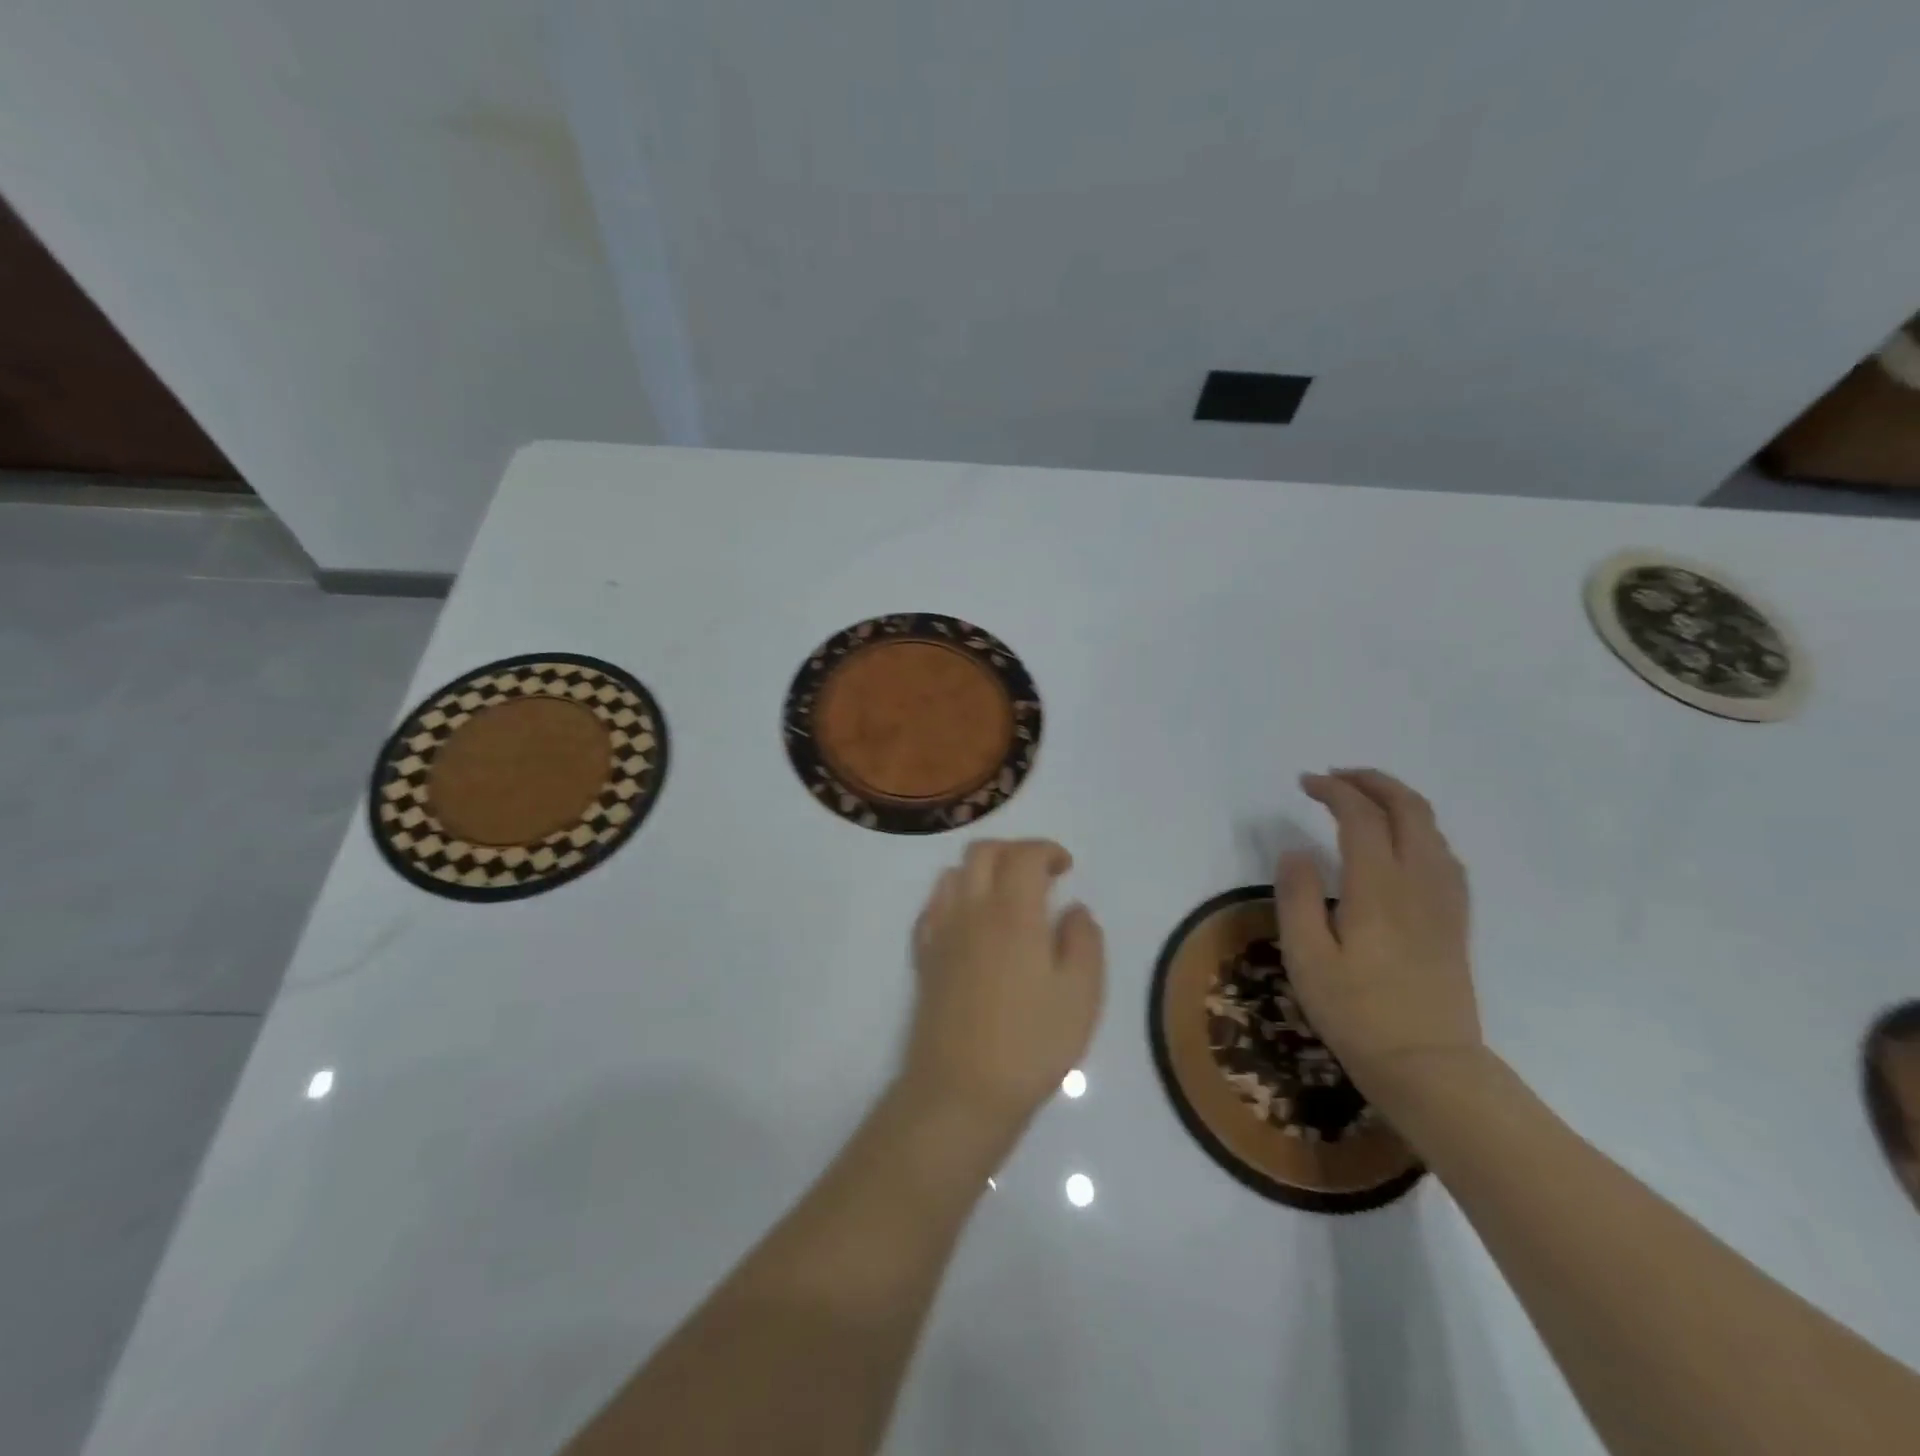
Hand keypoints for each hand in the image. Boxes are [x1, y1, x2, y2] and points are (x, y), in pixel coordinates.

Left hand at [901, 840, 1105, 1133]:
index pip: (1024, 855)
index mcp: (1013, 912)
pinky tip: (972, 924)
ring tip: (1007, 897)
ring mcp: (941, 932)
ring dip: (982, 871)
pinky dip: (955, 898)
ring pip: (953, 873)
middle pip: (983, 852)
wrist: (962, 1090)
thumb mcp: (1081, 995)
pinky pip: (934, 907)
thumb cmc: (1031, 1043)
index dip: (1047, 850)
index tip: (1066, 867)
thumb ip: (1084, 941)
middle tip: (1040, 875)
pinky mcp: (924, 957)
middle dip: (1014, 851)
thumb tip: (1074, 909)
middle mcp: (972, 910)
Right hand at [1275, 769, 1482, 1112]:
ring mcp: (1445, 901)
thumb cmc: (1357, 1014)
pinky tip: (1402, 844)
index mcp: (1378, 887)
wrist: (1429, 1067)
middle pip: (1409, 809)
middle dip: (1372, 782)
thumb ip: (1297, 897)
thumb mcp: (1307, 958)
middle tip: (1336, 778)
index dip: (1333, 791)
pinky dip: (1420, 830)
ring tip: (1364, 800)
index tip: (1304, 783)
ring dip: (1398, 801)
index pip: (1361, 816)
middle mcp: (1419, 882)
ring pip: (1432, 828)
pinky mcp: (1455, 921)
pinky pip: (1444, 855)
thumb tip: (1297, 851)